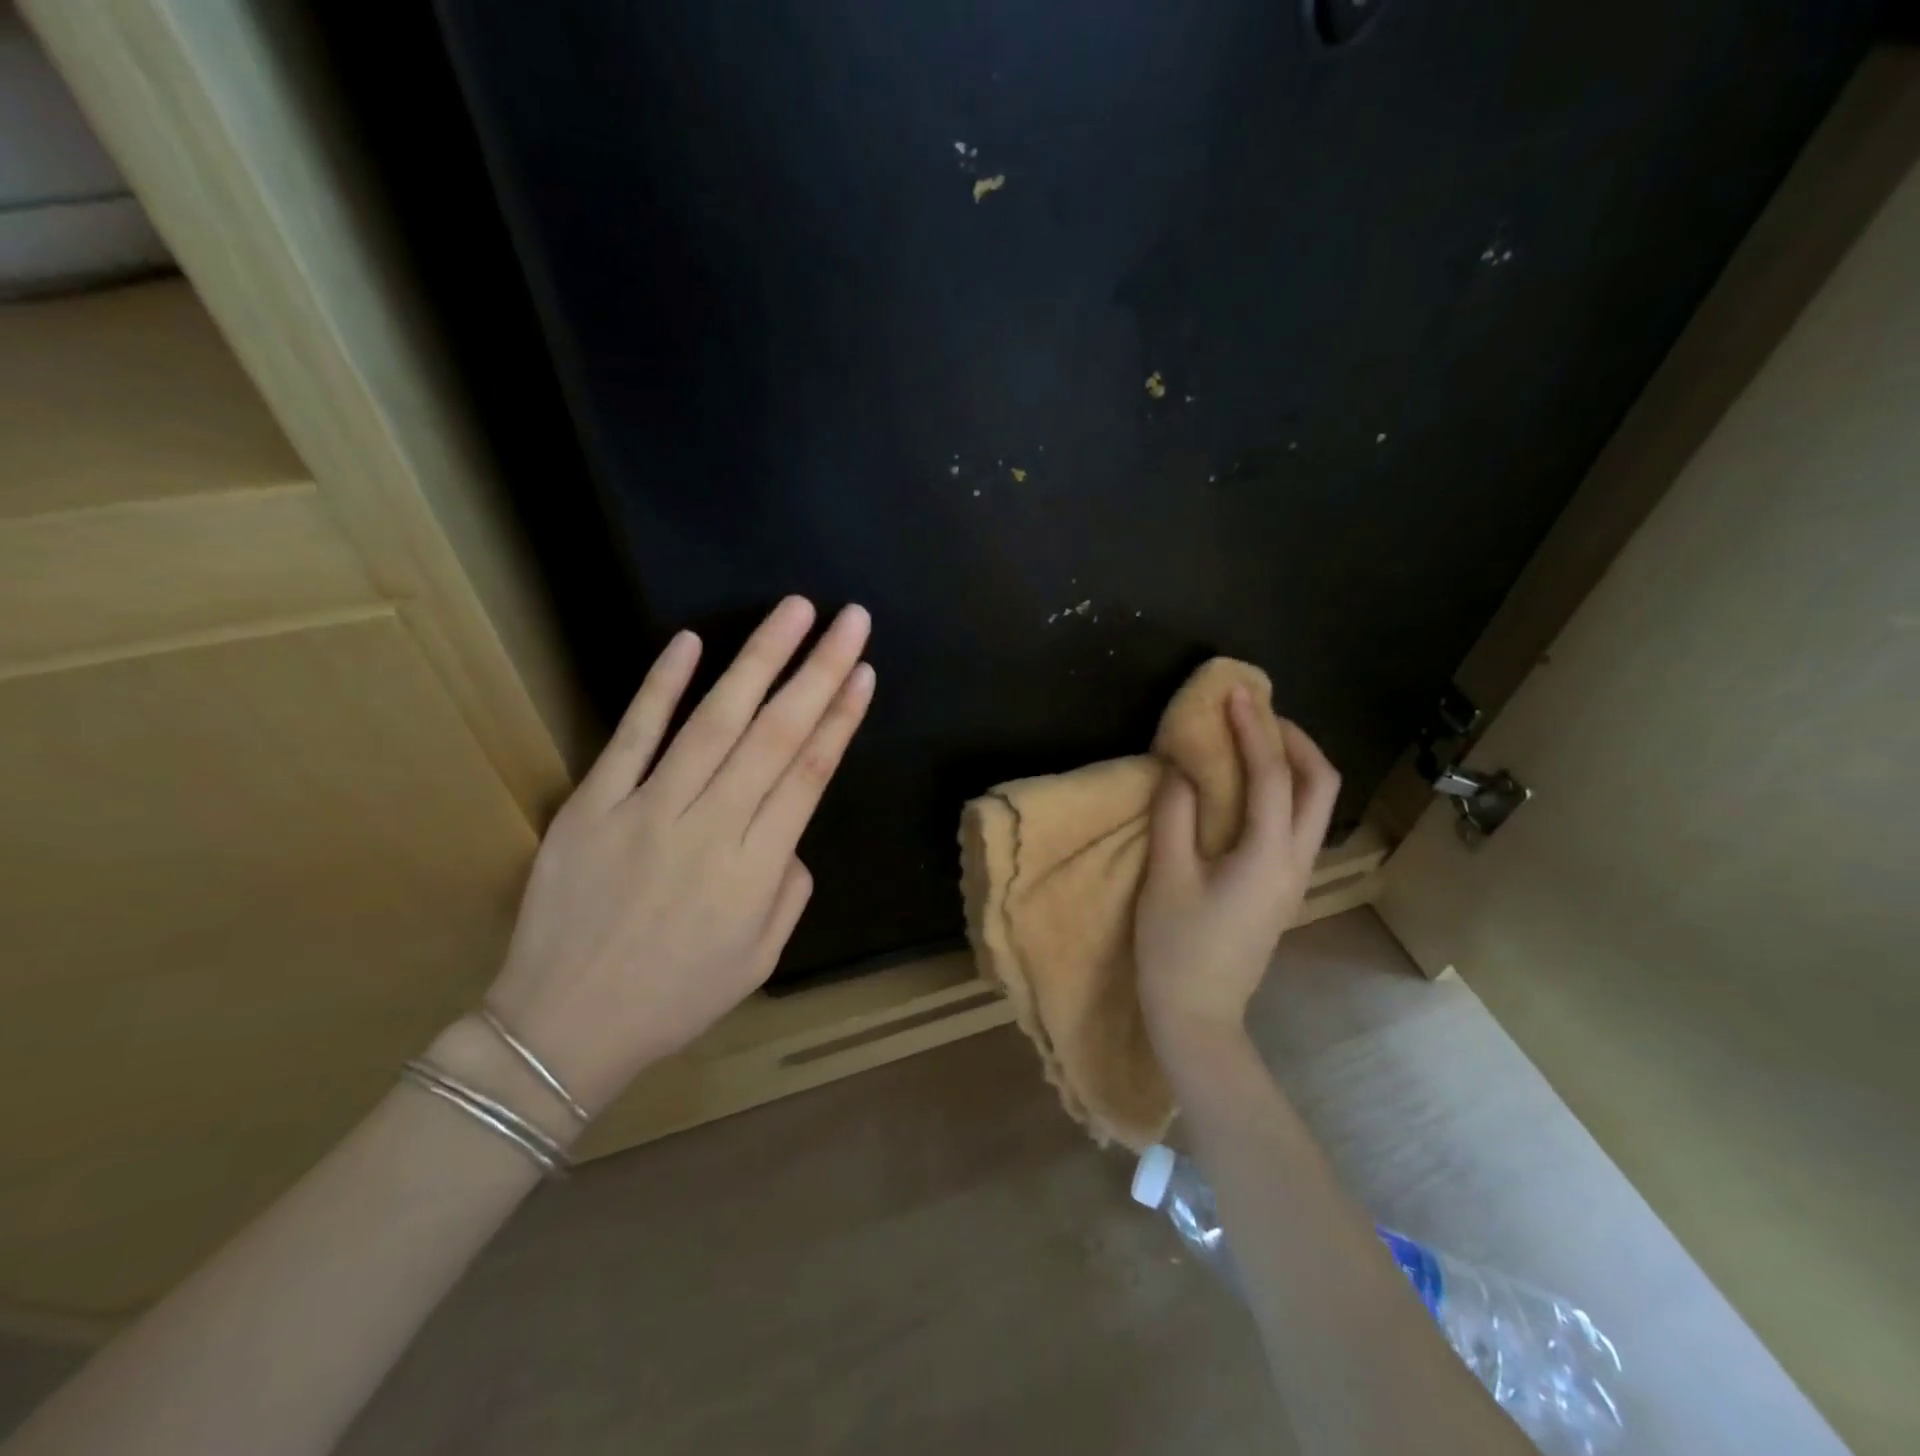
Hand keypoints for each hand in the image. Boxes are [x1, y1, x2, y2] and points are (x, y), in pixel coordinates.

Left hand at [484, 597, 874, 1111]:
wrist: (563, 1028)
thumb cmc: (674, 999)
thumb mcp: (759, 959)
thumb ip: (790, 889)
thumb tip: (790, 833)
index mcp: (757, 868)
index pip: (810, 773)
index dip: (842, 717)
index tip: (865, 670)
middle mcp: (711, 827)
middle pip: (776, 734)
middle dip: (819, 669)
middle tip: (850, 619)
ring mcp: (648, 810)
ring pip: (714, 721)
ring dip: (758, 660)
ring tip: (794, 612)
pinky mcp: (593, 804)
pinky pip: (632, 736)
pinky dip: (661, 687)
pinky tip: (690, 642)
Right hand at [1134, 688, 1339, 1066]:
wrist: (1198, 1017)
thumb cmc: (1176, 948)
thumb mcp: (1166, 877)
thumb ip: (1175, 815)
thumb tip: (1181, 769)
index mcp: (1267, 856)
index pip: (1271, 776)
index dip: (1253, 729)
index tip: (1236, 694)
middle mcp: (1295, 862)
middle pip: (1321, 785)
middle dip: (1296, 741)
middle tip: (1256, 715)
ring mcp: (1294, 878)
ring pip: (1315, 806)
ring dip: (1292, 764)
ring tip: (1252, 742)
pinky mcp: (1281, 890)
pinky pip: (1296, 824)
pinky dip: (1281, 791)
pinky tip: (1246, 790)